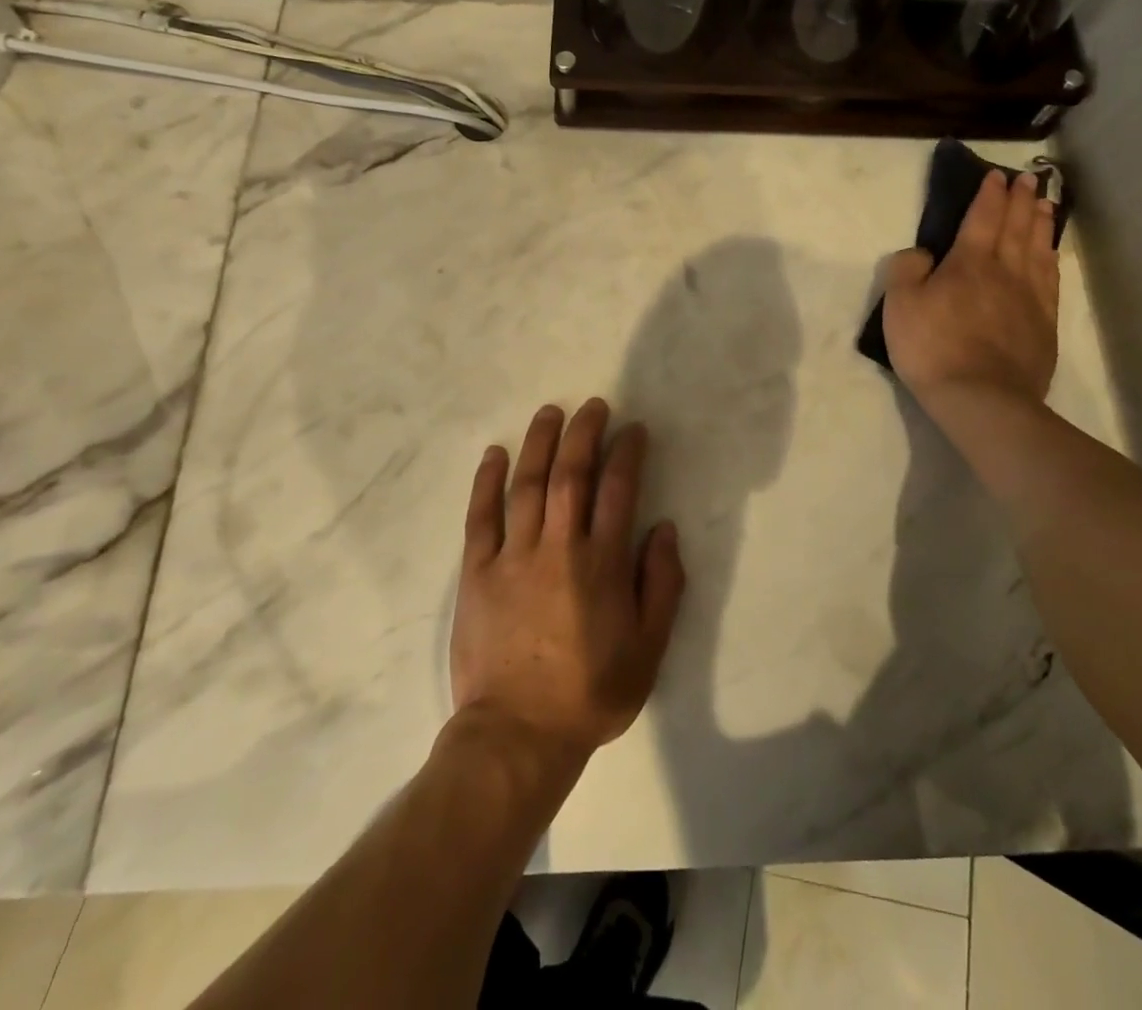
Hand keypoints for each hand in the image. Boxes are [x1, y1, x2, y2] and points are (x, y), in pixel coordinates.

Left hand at [450, 399, 685, 764]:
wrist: (518, 735)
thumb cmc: (591, 693)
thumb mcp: (649, 649)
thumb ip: (662, 585)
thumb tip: (664, 529)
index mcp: (603, 564)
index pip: (618, 491)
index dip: (627, 453)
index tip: (633, 429)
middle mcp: (559, 548)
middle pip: (571, 475)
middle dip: (584, 434)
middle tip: (592, 406)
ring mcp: (513, 557)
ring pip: (527, 485)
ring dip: (540, 444)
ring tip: (550, 412)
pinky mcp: (477, 572)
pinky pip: (481, 517)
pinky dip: (488, 482)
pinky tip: (495, 454)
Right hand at [882, 168, 1059, 406]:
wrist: (982, 397)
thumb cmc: (933, 348)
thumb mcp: (900, 306)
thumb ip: (906, 270)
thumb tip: (922, 253)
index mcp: (968, 263)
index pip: (982, 218)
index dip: (989, 195)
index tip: (997, 176)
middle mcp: (1005, 271)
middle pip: (1016, 227)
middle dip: (1021, 200)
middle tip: (1030, 180)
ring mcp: (1029, 297)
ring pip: (1038, 249)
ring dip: (1041, 224)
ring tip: (1046, 205)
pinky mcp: (1044, 323)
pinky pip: (1050, 280)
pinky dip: (1051, 259)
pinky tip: (1051, 254)